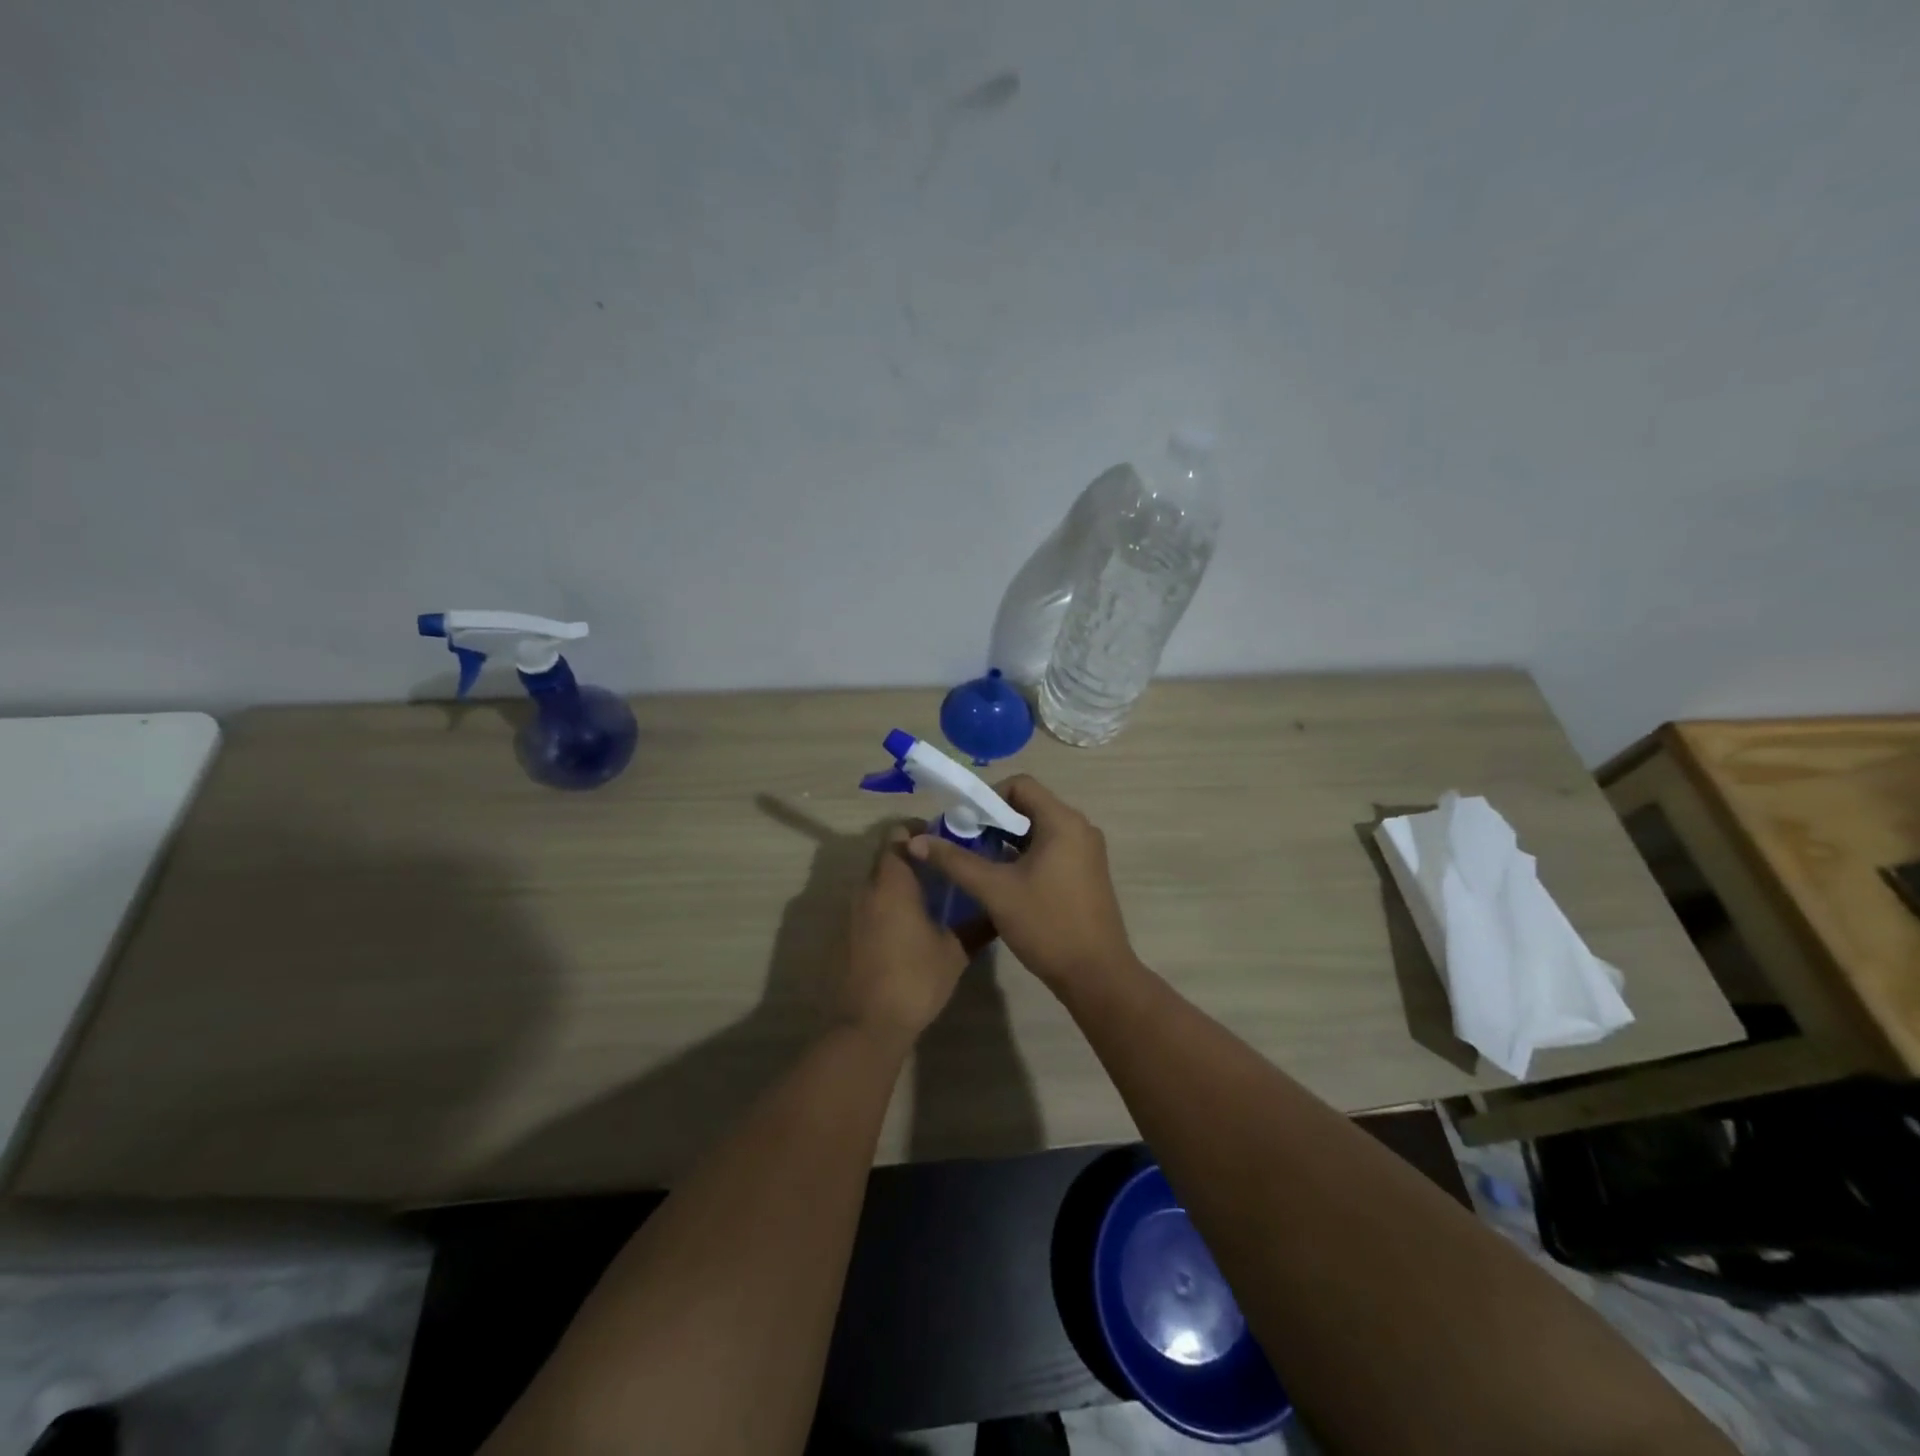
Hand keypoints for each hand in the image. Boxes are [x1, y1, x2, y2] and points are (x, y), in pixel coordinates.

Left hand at [841, 827, 970, 1051]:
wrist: (867, 1024)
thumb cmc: (914, 979)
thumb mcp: (954, 952)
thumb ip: (976, 926)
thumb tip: (997, 911)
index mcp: (892, 883)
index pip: (897, 835)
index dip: (918, 831)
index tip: (943, 841)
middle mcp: (866, 889)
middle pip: (886, 857)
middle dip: (912, 857)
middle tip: (942, 869)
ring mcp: (851, 912)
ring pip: (876, 882)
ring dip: (899, 882)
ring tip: (930, 897)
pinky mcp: (846, 934)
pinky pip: (868, 906)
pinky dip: (887, 905)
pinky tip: (909, 926)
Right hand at [909, 776, 1135, 992]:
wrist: (1096, 975)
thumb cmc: (1046, 924)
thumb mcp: (995, 890)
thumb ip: (955, 861)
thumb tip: (916, 841)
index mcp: (1063, 821)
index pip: (1020, 785)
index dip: (987, 797)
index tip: (965, 823)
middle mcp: (1080, 828)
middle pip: (1029, 805)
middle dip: (993, 821)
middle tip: (964, 843)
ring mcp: (1087, 851)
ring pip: (1039, 829)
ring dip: (1007, 840)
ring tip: (979, 863)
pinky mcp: (1086, 872)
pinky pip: (1051, 848)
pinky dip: (1025, 855)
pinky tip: (1004, 880)